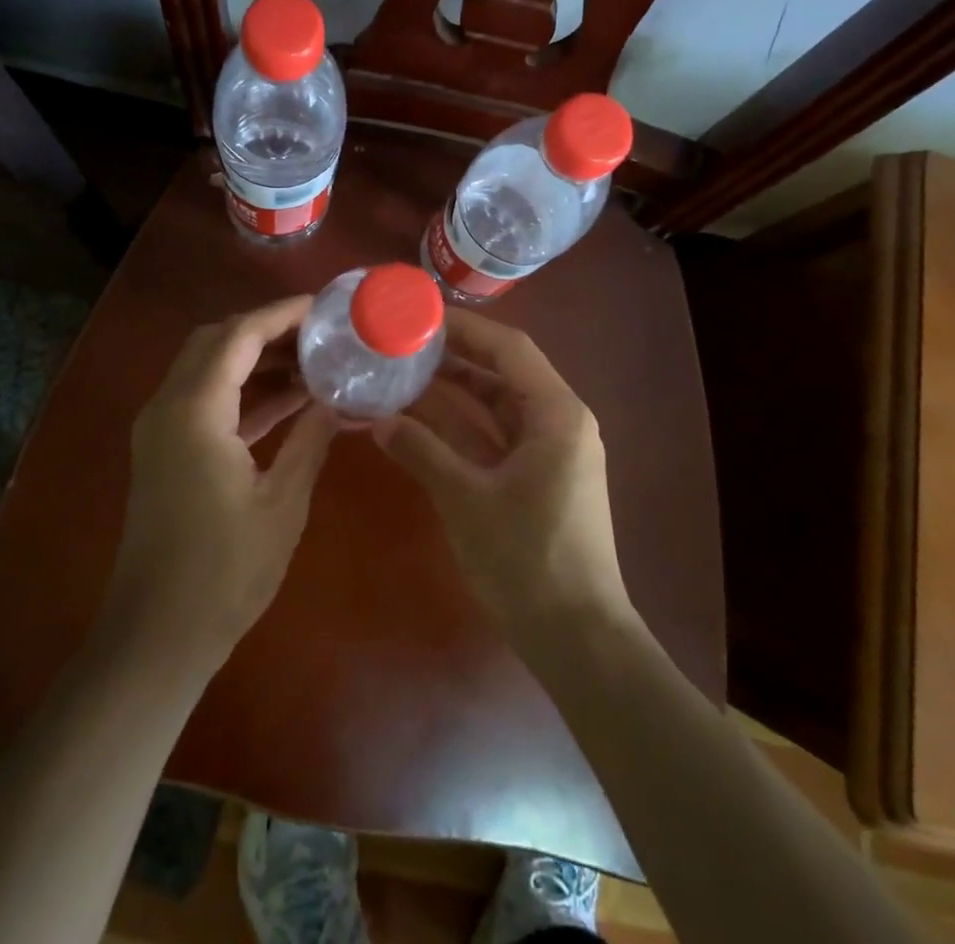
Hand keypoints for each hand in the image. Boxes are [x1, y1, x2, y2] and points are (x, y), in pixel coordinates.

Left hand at [105, 296, 338, 670]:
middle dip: (266, 329)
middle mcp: (168, 406)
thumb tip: (337, 400)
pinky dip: (242, 391)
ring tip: (311, 361)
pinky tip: (288, 400)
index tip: (323, 307)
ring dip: (254, 359)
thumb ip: (310, 439)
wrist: (156, 636)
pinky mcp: (164, 450)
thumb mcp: (283, 503)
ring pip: (208, 367)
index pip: (239, 335)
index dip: (281, 314)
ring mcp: (161, 428)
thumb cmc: (225, 573)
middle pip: (215, 340)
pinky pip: (204, 400)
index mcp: (195, 411)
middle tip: (318, 332)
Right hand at [372, 309, 631, 648]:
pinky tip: (417, 422)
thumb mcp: (467, 498)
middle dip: (451, 360)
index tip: (420, 317)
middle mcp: (558, 422)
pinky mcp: (536, 478)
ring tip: (400, 375)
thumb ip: (422, 451)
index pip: (509, 348)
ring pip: (494, 407)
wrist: (577, 639)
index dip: (465, 329)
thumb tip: (377, 419)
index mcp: (556, 413)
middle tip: (401, 345)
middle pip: (501, 373)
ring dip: (451, 395)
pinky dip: (459, 430)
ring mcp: (548, 451)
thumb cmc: (528, 559)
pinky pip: (494, 438)